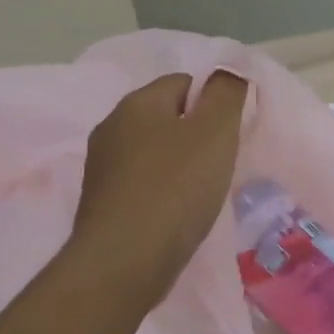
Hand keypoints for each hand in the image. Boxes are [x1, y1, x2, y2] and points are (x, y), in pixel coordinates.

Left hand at [72, 71, 247, 307]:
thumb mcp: (215, 132)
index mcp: (137, 103)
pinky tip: (178, 214)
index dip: (213, 103)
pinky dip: (162, 192)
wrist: (124, 262)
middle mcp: (112, 126)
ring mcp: (102, 167)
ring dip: (179, 165)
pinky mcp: (101, 203)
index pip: (184, 82)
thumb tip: (228, 71)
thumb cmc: (175, 189)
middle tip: (222, 163)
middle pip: (167, 117)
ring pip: (153, 152)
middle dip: (196, 135)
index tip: (231, 133)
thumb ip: (226, 93)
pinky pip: (142, 183)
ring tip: (203, 192)